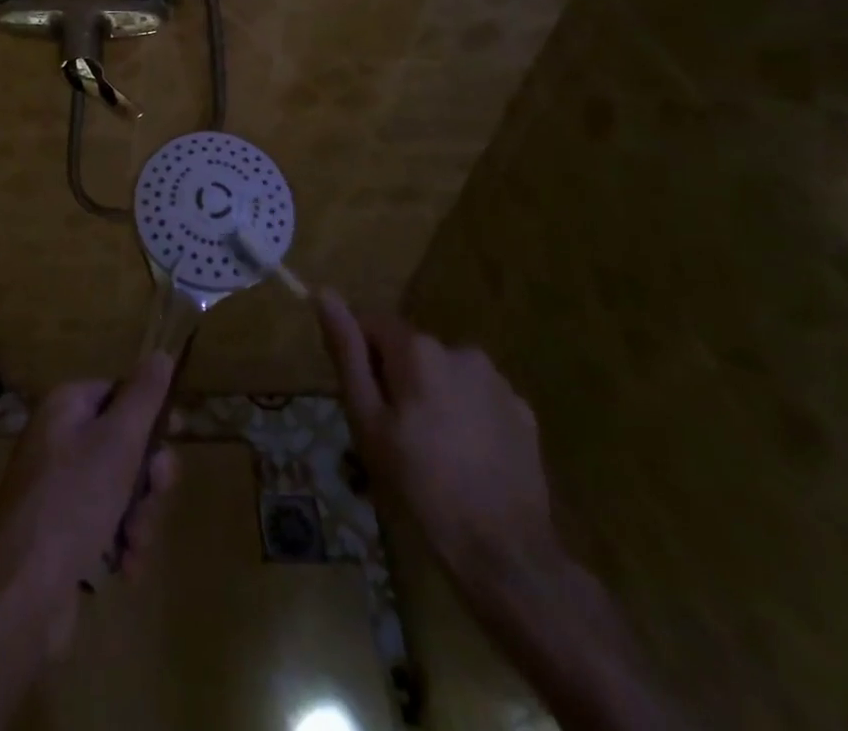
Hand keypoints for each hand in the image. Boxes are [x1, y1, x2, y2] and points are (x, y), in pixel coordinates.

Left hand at [0, 353, 177, 654]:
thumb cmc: (72, 501)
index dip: (151, 414)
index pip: (119, 392)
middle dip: (148, 479)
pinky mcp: (62, 532)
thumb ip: (144, 396)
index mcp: (66, 407)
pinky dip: (121, 544)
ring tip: (134, 546)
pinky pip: (106, 524)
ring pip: (121, 489)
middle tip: (153, 498)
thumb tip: (161, 354)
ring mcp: (59, 488)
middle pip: (125, 444)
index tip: (177, 435)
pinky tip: (125, 569)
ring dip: (139, 518)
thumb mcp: (118, 441)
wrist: (20, 593)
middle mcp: (59, 440)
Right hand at [317, 290, 555, 579]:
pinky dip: (465, 418)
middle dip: (396, 382)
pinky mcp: (523, 413)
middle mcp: (460, 350)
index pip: (372, 325)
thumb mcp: (367, 420)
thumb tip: (324, 293)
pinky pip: (478, 400)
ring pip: (445, 376)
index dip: (360, 359)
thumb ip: (347, 352)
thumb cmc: (420, 485)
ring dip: (431, 398)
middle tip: (391, 437)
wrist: (505, 555)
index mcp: (419, 349)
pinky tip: (465, 461)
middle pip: (410, 352)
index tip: (362, 403)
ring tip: (430, 454)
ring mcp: (498, 382)